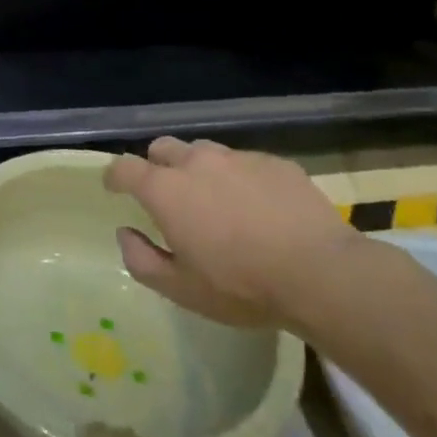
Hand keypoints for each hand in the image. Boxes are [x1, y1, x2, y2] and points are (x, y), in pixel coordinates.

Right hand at [105, 137, 360, 329]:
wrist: (321, 274)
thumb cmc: (242, 286)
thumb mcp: (181, 289)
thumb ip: (141, 259)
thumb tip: (125, 233)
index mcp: (165, 190)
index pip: (124, 167)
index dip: (114, 176)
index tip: (115, 188)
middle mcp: (196, 162)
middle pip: (162, 147)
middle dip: (156, 165)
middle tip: (168, 195)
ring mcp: (238, 158)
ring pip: (204, 151)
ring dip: (198, 169)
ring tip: (215, 199)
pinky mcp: (274, 162)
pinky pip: (245, 162)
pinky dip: (239, 177)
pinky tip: (258, 206)